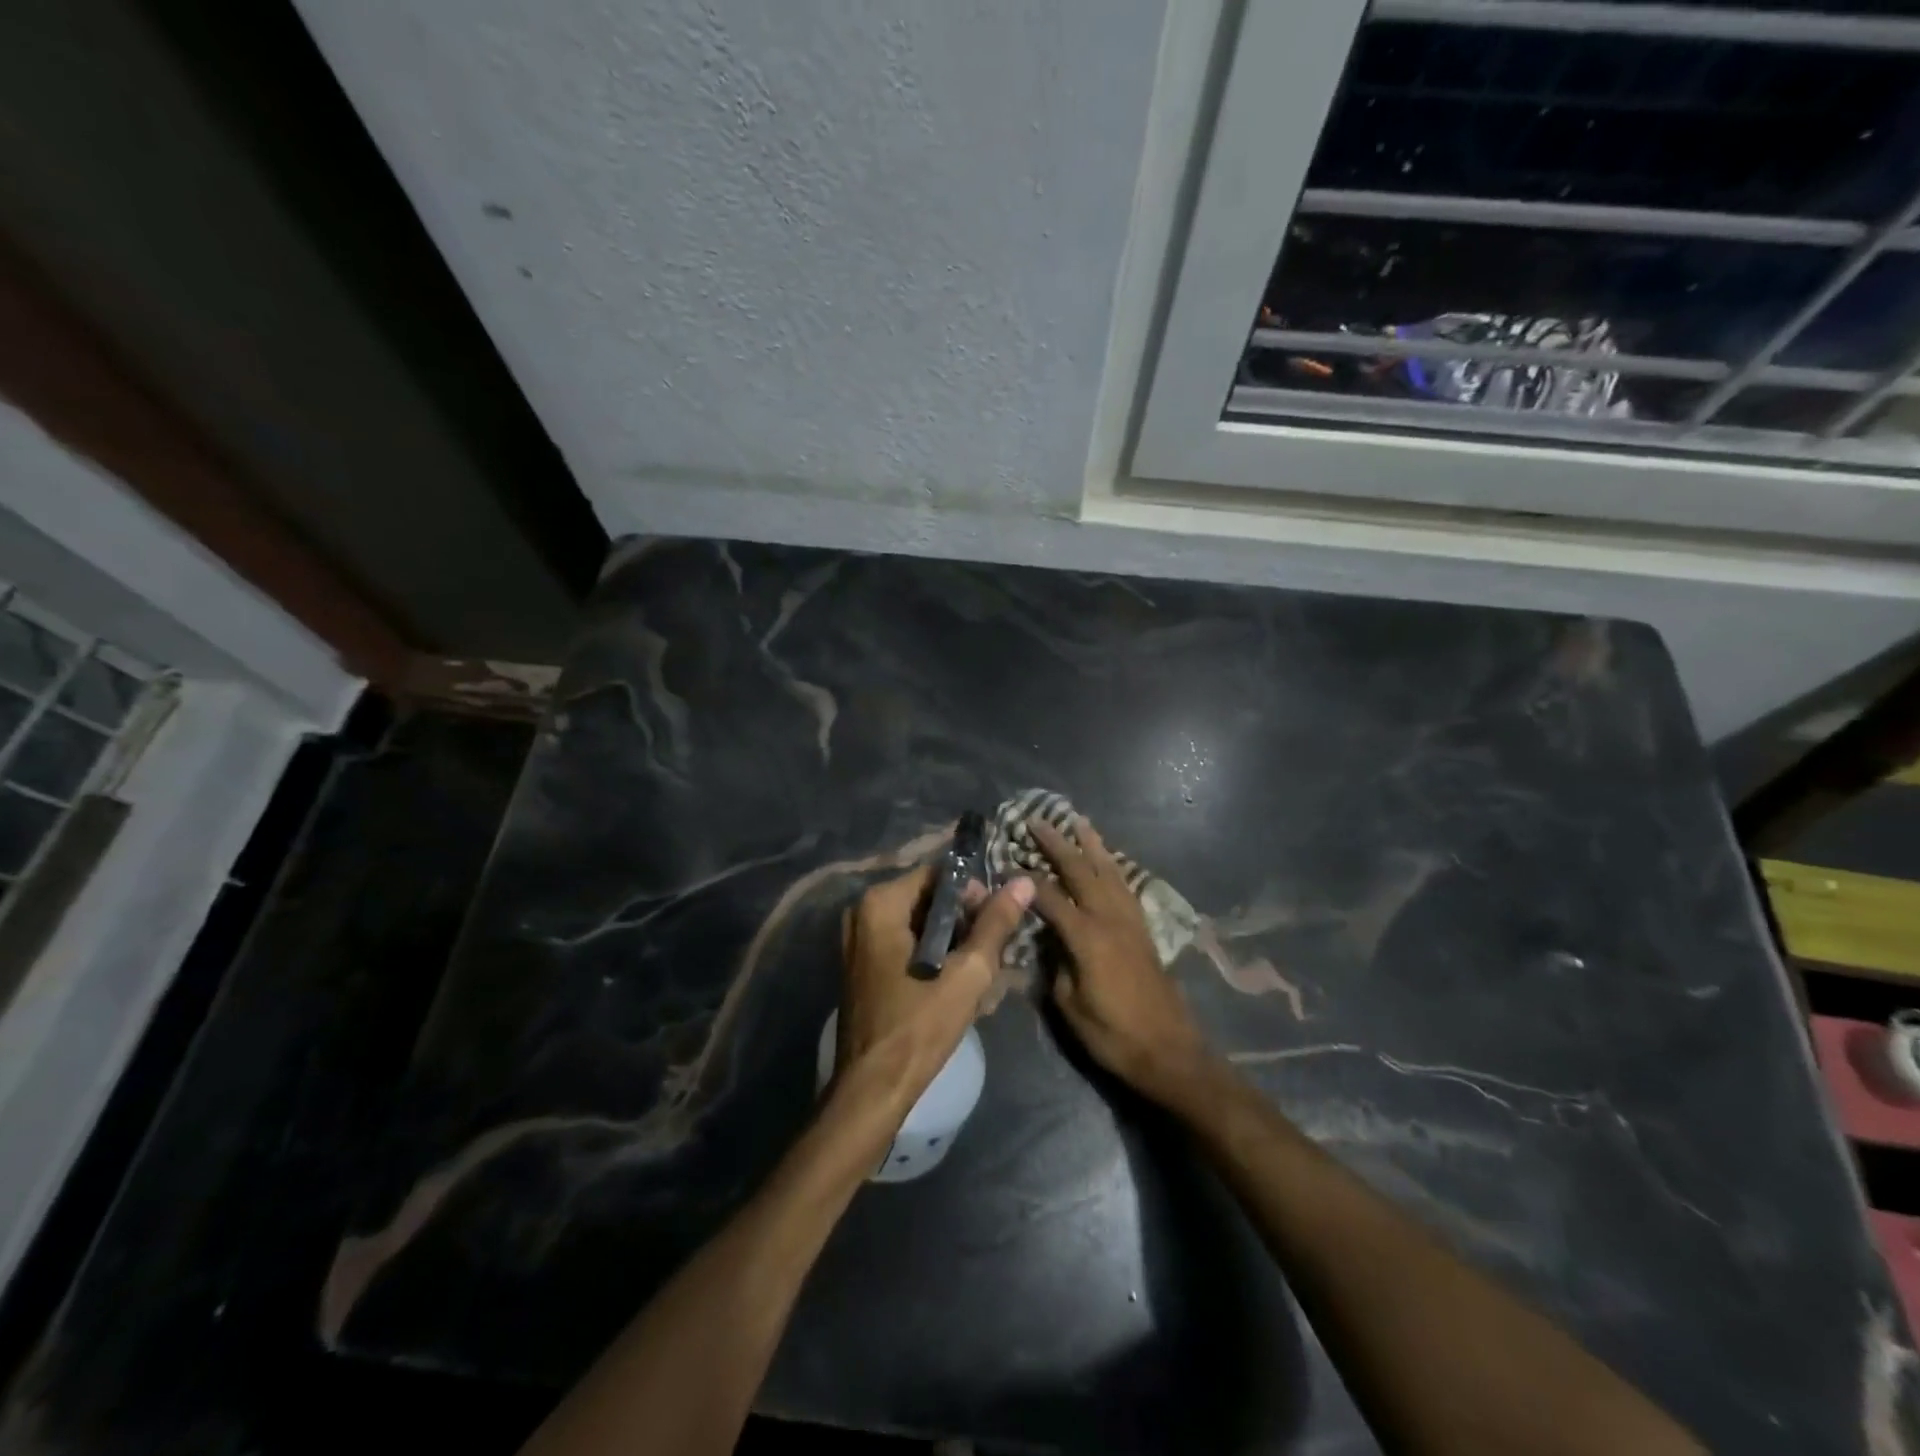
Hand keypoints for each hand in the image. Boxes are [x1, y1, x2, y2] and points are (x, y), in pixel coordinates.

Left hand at [837, 864, 1033, 1102]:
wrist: (873, 1088)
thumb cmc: (920, 1025)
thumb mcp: (968, 972)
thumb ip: (995, 923)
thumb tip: (1023, 882)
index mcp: (880, 903)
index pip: (939, 874)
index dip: (974, 893)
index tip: (997, 922)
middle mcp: (862, 912)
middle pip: (929, 899)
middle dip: (965, 922)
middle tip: (992, 952)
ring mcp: (859, 940)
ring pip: (921, 925)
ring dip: (953, 944)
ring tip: (980, 973)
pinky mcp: (864, 965)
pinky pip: (907, 944)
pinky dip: (934, 957)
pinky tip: (958, 985)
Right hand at [1027, 815, 1214, 1105]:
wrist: (1169, 1051)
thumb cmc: (1112, 1034)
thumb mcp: (1068, 1005)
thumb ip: (1055, 964)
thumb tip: (1048, 939)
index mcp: (1086, 936)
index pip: (1050, 897)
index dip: (1025, 880)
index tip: (1005, 862)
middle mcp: (1109, 919)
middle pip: (1081, 871)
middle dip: (1058, 844)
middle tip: (1038, 821)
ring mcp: (1130, 921)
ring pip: (1109, 871)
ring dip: (1092, 845)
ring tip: (1080, 822)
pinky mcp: (1143, 930)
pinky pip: (1126, 886)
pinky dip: (1113, 867)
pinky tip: (1108, 860)